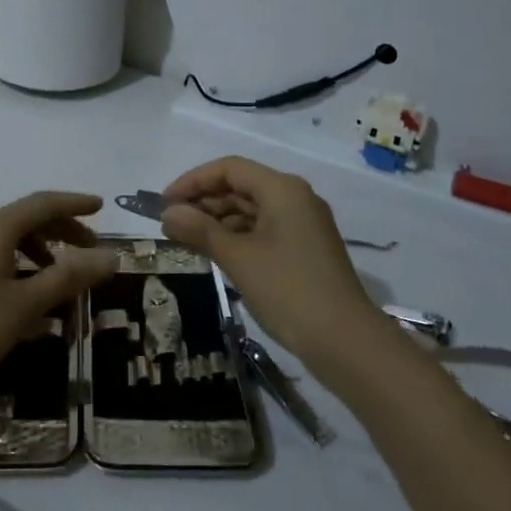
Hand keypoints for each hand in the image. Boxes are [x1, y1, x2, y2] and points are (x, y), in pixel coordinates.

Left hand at [0, 192, 119, 407]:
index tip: (102, 206)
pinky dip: (19, 267)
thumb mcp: (26, 305)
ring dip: (40, 251)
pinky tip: (28, 298)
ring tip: (63, 277)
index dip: (74, 203)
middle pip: (26, 219)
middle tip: (90, 249)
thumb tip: (112, 255)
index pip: (43, 203)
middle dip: (61, 229)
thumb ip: (69, 277)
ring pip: (8, 240)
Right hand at [161, 157, 388, 367]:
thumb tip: (168, 214)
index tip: (164, 202)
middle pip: (242, 186)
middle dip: (205, 201)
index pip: (229, 169)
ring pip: (253, 209)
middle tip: (172, 223)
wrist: (345, 341)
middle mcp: (296, 197)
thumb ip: (200, 230)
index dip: (193, 181)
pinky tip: (217, 253)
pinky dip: (238, 236)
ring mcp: (304, 223)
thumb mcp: (238, 258)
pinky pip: (265, 229)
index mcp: (282, 189)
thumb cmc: (288, 290)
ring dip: (219, 220)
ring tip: (188, 240)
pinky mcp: (306, 248)